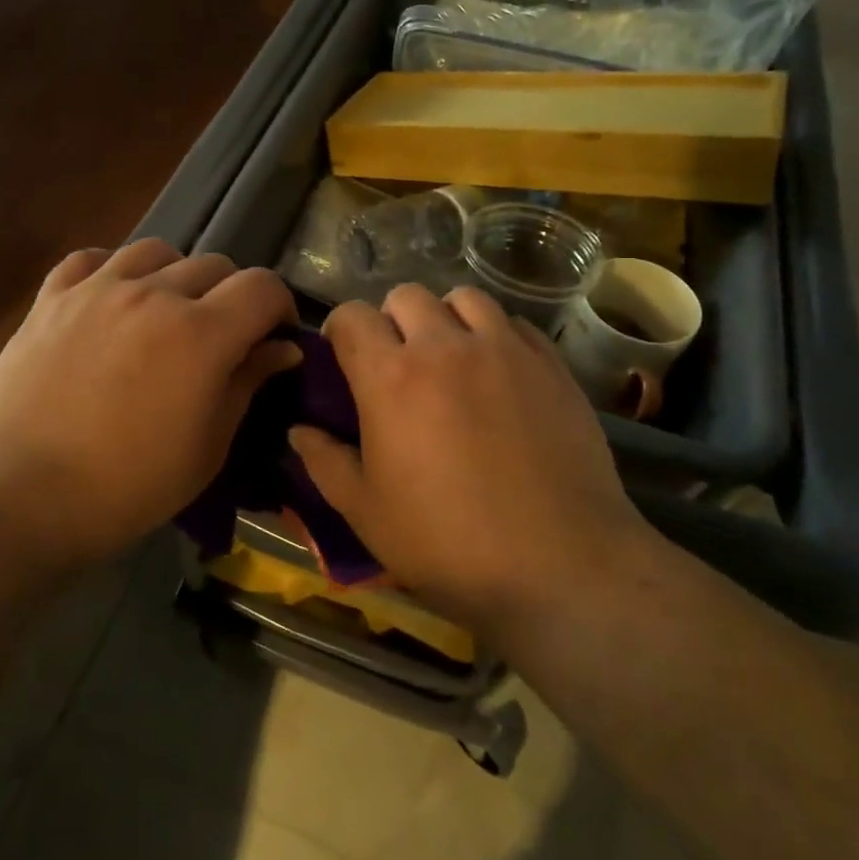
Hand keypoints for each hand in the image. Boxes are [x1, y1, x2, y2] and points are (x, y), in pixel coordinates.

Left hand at [0, 240, 298, 572]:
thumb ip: (247, 384)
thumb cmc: (127, 488)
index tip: (275, 336)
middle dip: (233, 296)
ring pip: (156, 251)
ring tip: (167, 313)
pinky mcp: (50, 298)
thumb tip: (282, 349)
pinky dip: (114, 270)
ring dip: (177, 276)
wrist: (19, 498)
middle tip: (222, 337)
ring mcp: (96, 290)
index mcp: (201, 334)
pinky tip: (113, 301)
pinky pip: (92, 258)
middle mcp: (152, 295)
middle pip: (215, 264)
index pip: (262, 286)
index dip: (281, 306)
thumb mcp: (207, 447)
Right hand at [289, 285, 651, 642]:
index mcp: (390, 376)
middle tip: (397, 363)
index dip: (340, 331)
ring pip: (464, 298)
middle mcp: (445, 346)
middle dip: (391, 320)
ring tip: (451, 357)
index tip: (343, 360)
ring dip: (445, 317)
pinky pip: (513, 323)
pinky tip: (498, 373)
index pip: (351, 316)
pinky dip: (495, 335)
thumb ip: (324, 463)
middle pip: (406, 295)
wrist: (559, 563)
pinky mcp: (550, 364)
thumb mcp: (366, 513)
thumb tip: (298, 431)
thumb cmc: (447, 542)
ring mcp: (504, 349)